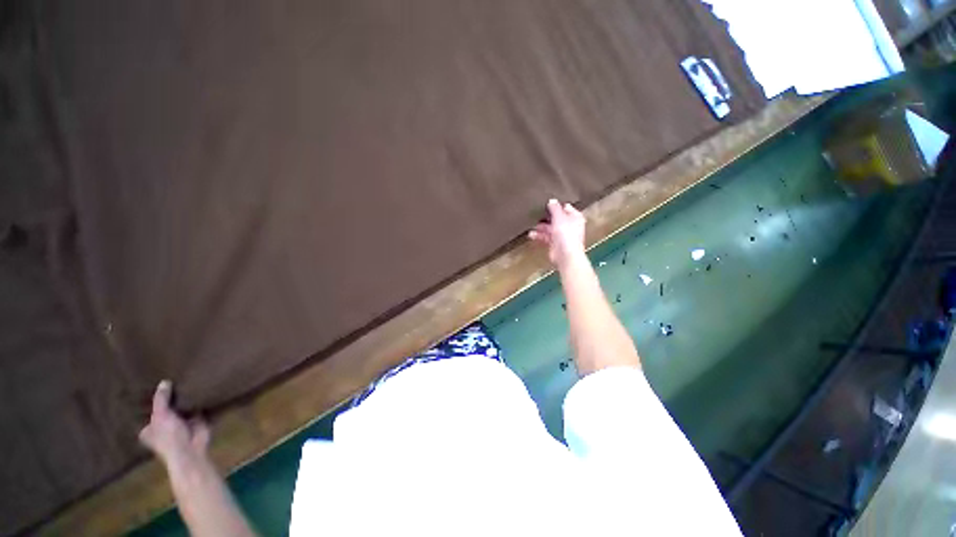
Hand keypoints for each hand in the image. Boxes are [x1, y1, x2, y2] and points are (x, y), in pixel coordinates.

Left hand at [139, 380, 209, 466]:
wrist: (191, 449)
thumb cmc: (168, 436)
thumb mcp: (160, 415)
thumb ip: (161, 399)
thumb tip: (164, 381)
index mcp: (149, 427)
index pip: (148, 411)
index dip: (151, 400)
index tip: (153, 385)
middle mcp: (164, 425)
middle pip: (167, 408)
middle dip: (171, 398)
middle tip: (173, 379)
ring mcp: (182, 423)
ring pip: (183, 407)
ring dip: (187, 399)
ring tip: (190, 380)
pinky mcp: (198, 421)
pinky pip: (199, 408)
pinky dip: (201, 401)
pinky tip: (203, 389)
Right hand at [528, 199, 586, 268]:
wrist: (565, 255)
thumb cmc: (566, 235)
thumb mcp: (560, 217)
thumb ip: (555, 208)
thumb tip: (551, 200)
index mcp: (575, 217)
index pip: (565, 207)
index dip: (556, 205)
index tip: (545, 202)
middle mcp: (569, 225)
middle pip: (556, 218)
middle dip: (546, 216)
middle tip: (535, 212)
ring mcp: (561, 235)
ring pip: (549, 228)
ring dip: (540, 226)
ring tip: (531, 223)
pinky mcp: (554, 243)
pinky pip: (545, 237)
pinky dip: (538, 235)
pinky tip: (531, 234)